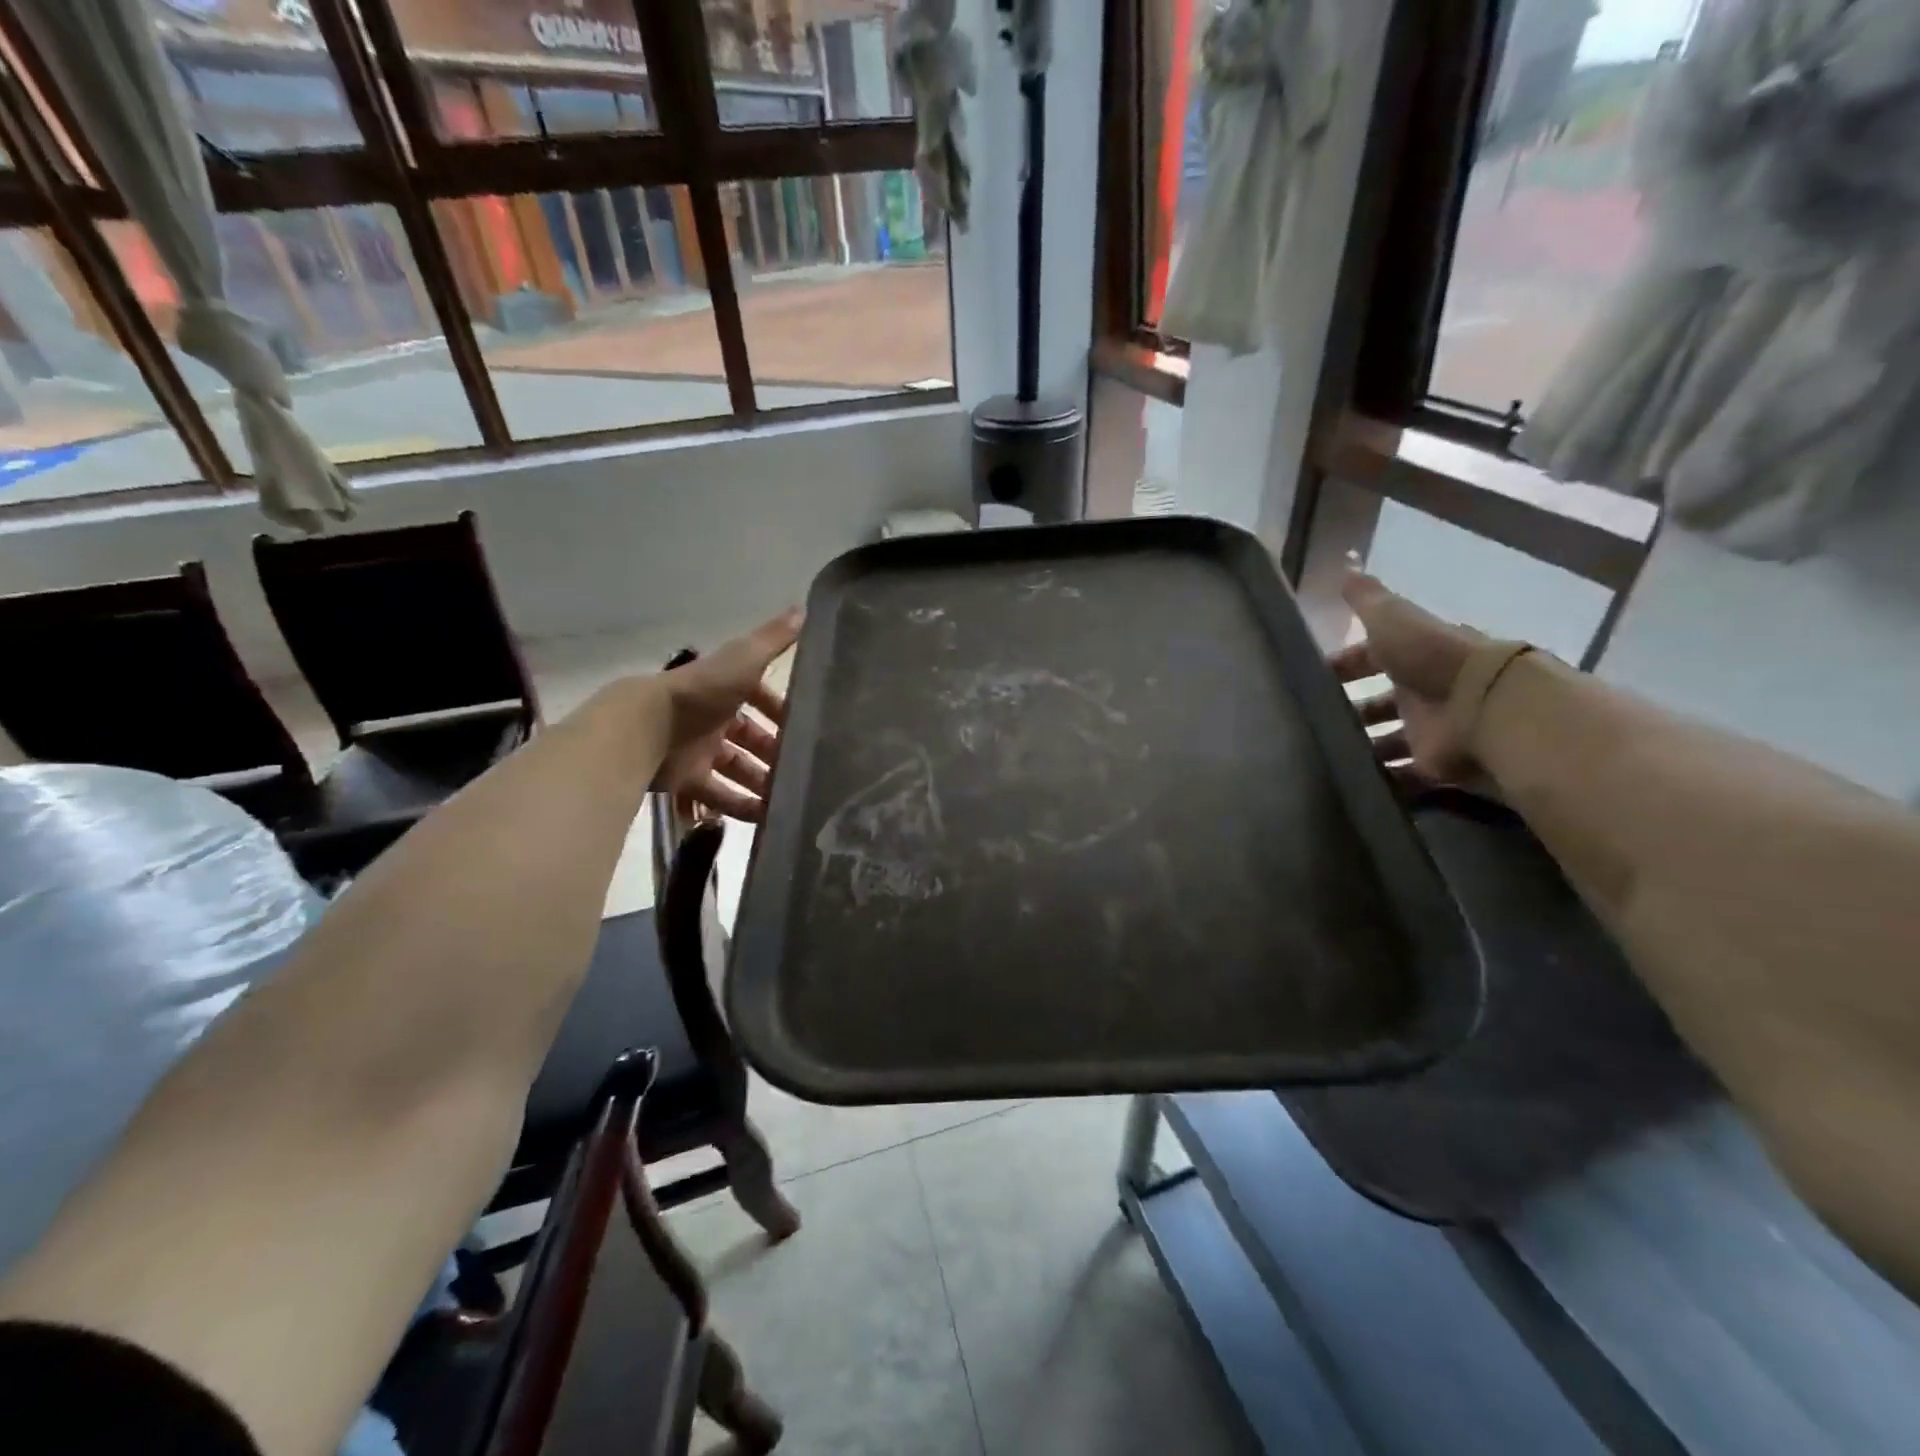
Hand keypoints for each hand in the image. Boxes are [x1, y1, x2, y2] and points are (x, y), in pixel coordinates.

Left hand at [654, 609, 801, 821]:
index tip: (805, 728)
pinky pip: (718, 795)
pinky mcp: (688, 780)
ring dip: (761, 783)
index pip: (759, 699)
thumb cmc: (701, 692)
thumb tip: (803, 609)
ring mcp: (699, 751)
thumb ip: (773, 639)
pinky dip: (740, 806)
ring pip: (737, 769)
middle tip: (801, 770)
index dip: (781, 712)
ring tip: (790, 799)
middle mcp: (712, 719)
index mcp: (725, 690)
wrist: (647, 727)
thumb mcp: (744, 659)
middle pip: (750, 739)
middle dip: (775, 754)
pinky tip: (766, 817)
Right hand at [1330, 572, 1483, 782]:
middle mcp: (1423, 692)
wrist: (1486, 707)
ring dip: (1363, 749)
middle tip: (1313, 725)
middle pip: (1379, 703)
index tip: (1313, 678)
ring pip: (1388, 741)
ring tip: (1325, 758)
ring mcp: (1430, 731)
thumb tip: (1346, 563)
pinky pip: (1404, 776)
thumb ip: (1368, 599)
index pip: (1373, 658)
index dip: (1345, 666)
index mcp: (1414, 656)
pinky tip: (1350, 785)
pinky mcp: (1435, 766)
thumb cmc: (1433, 658)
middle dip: (1351, 712)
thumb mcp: (1393, 620)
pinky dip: (1383, 782)